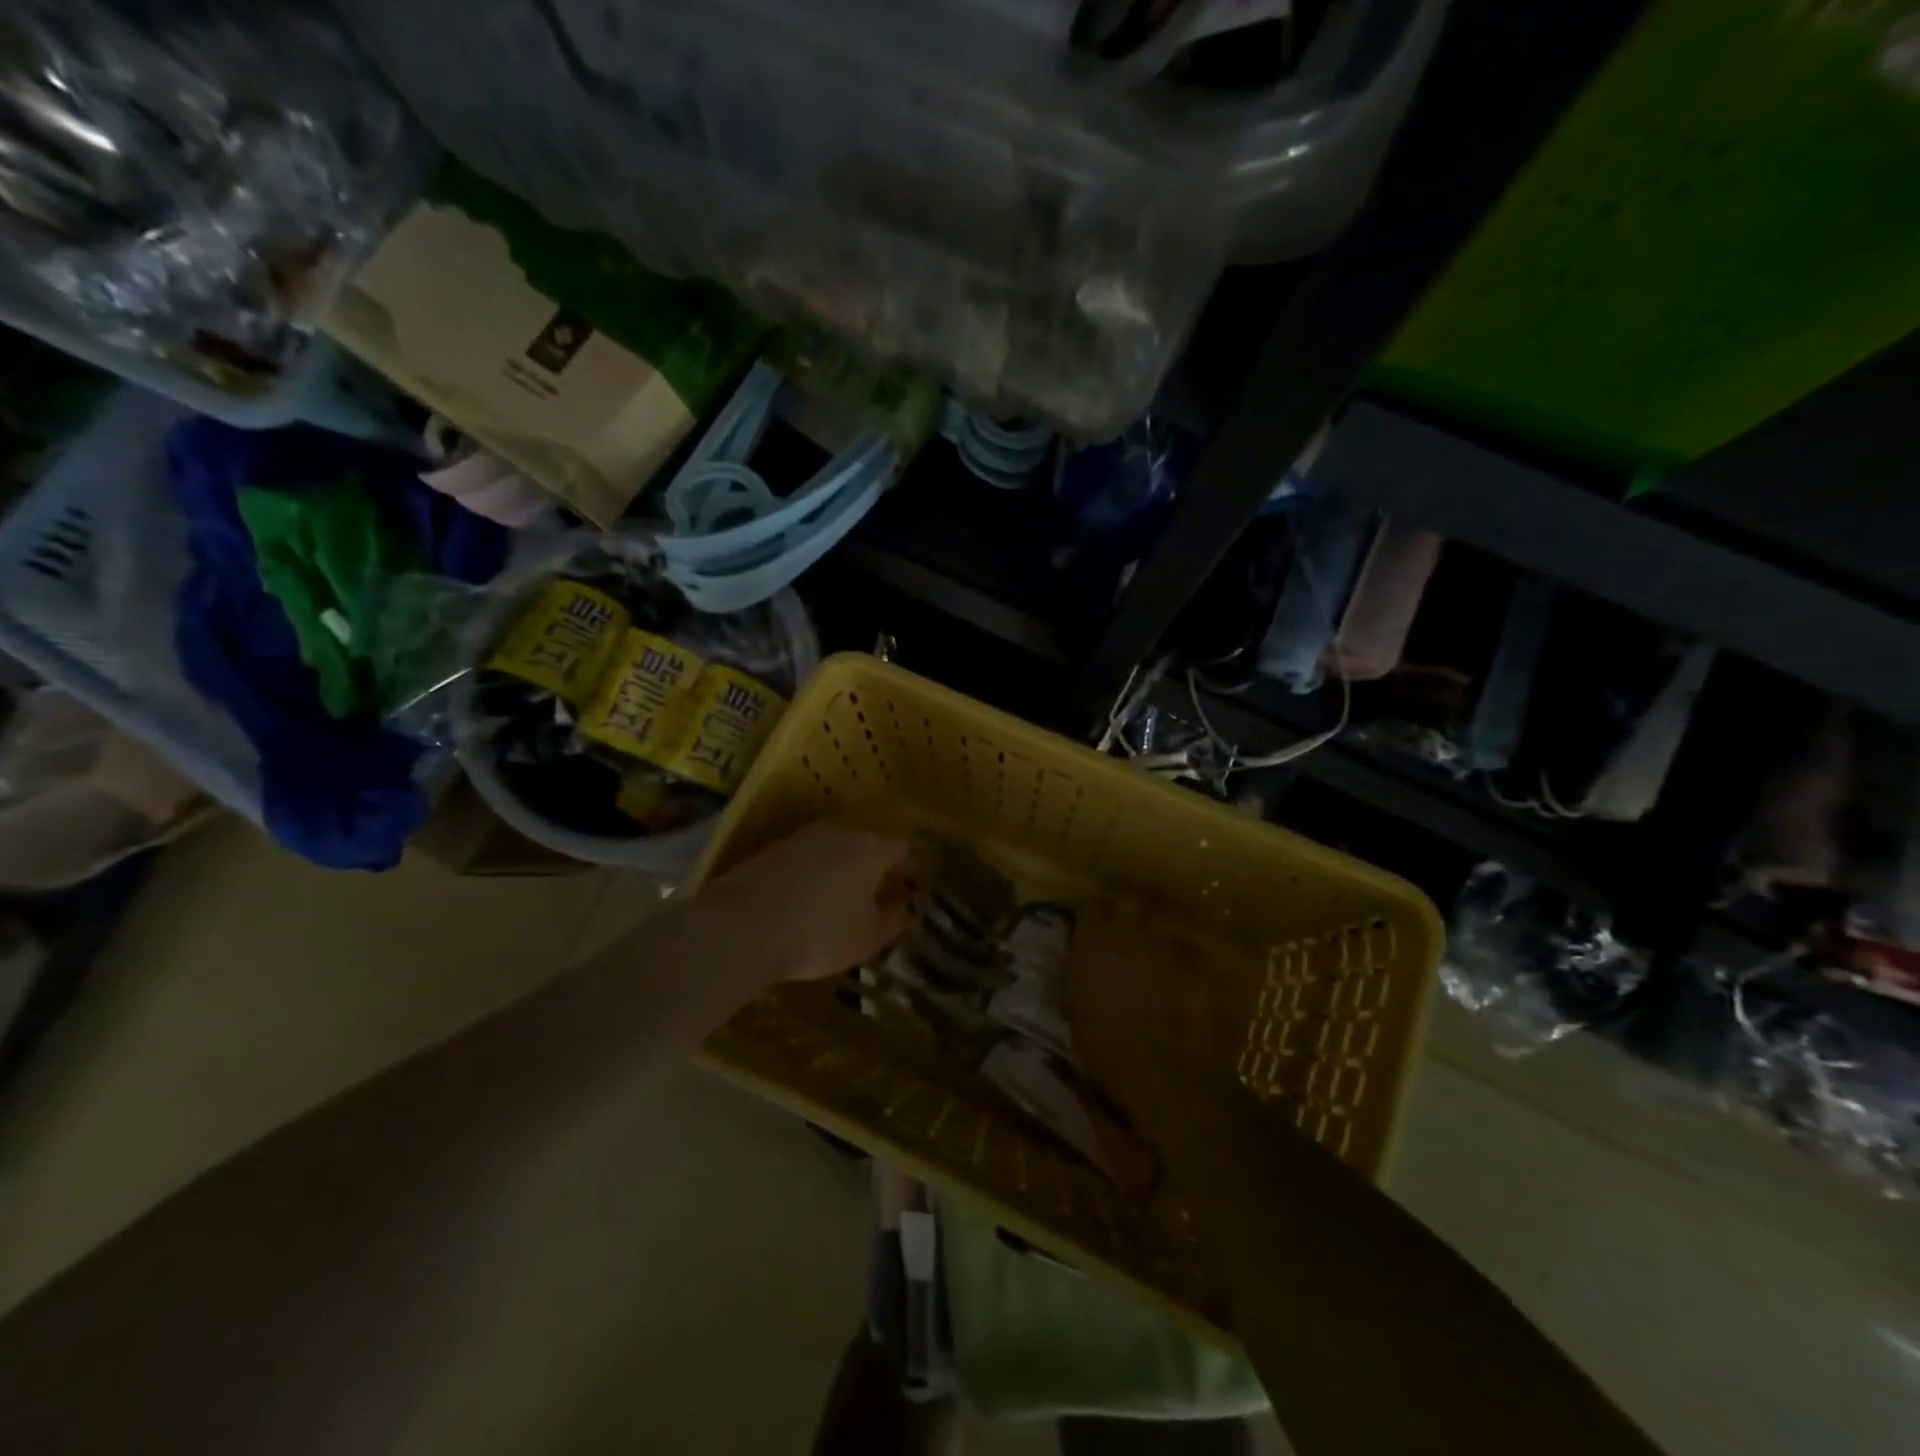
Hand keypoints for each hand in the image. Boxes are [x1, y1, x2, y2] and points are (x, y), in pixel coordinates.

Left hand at [702, 822, 914, 983]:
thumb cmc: (820, 932)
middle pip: (867, 846)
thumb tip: (908, 907)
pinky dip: (812, 877)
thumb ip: (895, 919)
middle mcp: (840, 832)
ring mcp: (801, 837)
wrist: (741, 926)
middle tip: (876, 902)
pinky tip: (804, 904)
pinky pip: (805, 860)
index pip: (903, 849)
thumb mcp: (868, 937)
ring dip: (842, 873)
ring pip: (834, 851)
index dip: (910, 871)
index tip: (910, 895)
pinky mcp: (771, 849)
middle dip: (875, 871)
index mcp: (871, 848)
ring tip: (838, 906)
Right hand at [1067, 897, 1241, 1128]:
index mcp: (1091, 942)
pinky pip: (1188, 954)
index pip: (1090, 907)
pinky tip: (1181, 976)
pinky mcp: (1192, 967)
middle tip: (1126, 926)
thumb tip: (1081, 963)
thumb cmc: (1098, 1042)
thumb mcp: (1073, 1005)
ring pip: (1162, 923)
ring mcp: (1162, 948)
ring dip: (1157, 933)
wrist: (1151, 1067)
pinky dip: (1183, 961)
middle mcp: (1126, 934)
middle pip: (1130, 901)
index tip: (1092, 924)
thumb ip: (1078, 974)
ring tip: (1155, 950)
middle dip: (1128, 909)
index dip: (1093, 914)